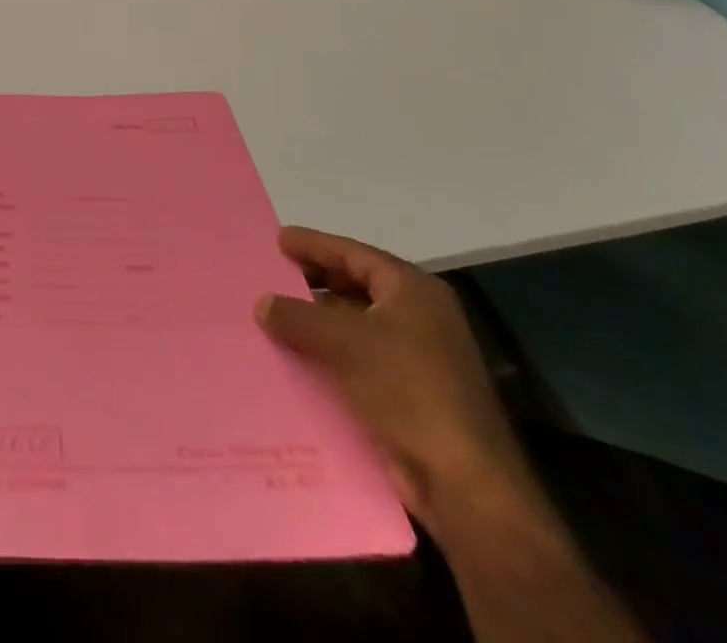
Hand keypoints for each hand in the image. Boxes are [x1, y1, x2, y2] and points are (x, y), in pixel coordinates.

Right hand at [255, 228, 534, 534]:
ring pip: (356, 326)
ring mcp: (419, 359)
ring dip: (319, 323)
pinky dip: (329, 356)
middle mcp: (420, 317)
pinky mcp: (410, 397)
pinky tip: (297, 360)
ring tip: (276, 316)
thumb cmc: (408, 389)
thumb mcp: (345, 341)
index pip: (355, 254)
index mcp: (414, 291)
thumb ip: (299, 317)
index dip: (315, 244)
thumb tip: (262, 303)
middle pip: (358, 286)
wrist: (464, 485)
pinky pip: (359, 361)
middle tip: (275, 274)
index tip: (279, 240)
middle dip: (316, 281)